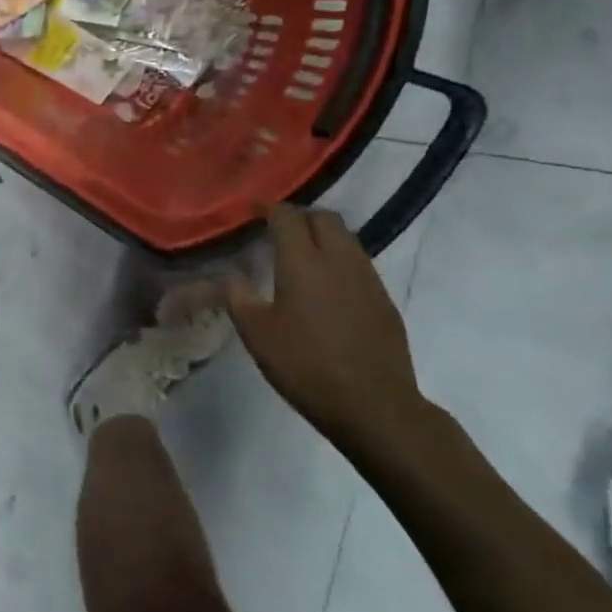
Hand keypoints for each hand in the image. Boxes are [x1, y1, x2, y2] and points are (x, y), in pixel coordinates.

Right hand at [222, 204, 433, 456]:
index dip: (268, 207)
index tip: (252, 209)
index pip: (287, 217)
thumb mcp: (256, 333)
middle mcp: (339, 260)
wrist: (373, 404)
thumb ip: (237, 296)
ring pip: (346, 237)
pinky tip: (326, 284)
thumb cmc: (304, 365)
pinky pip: (359, 262)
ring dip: (322, 235)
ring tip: (300, 252)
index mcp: (303, 262)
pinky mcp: (384, 299)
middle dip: (299, 216)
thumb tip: (227, 275)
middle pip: (323, 218)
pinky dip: (339, 258)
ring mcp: (367, 278)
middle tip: (276, 229)